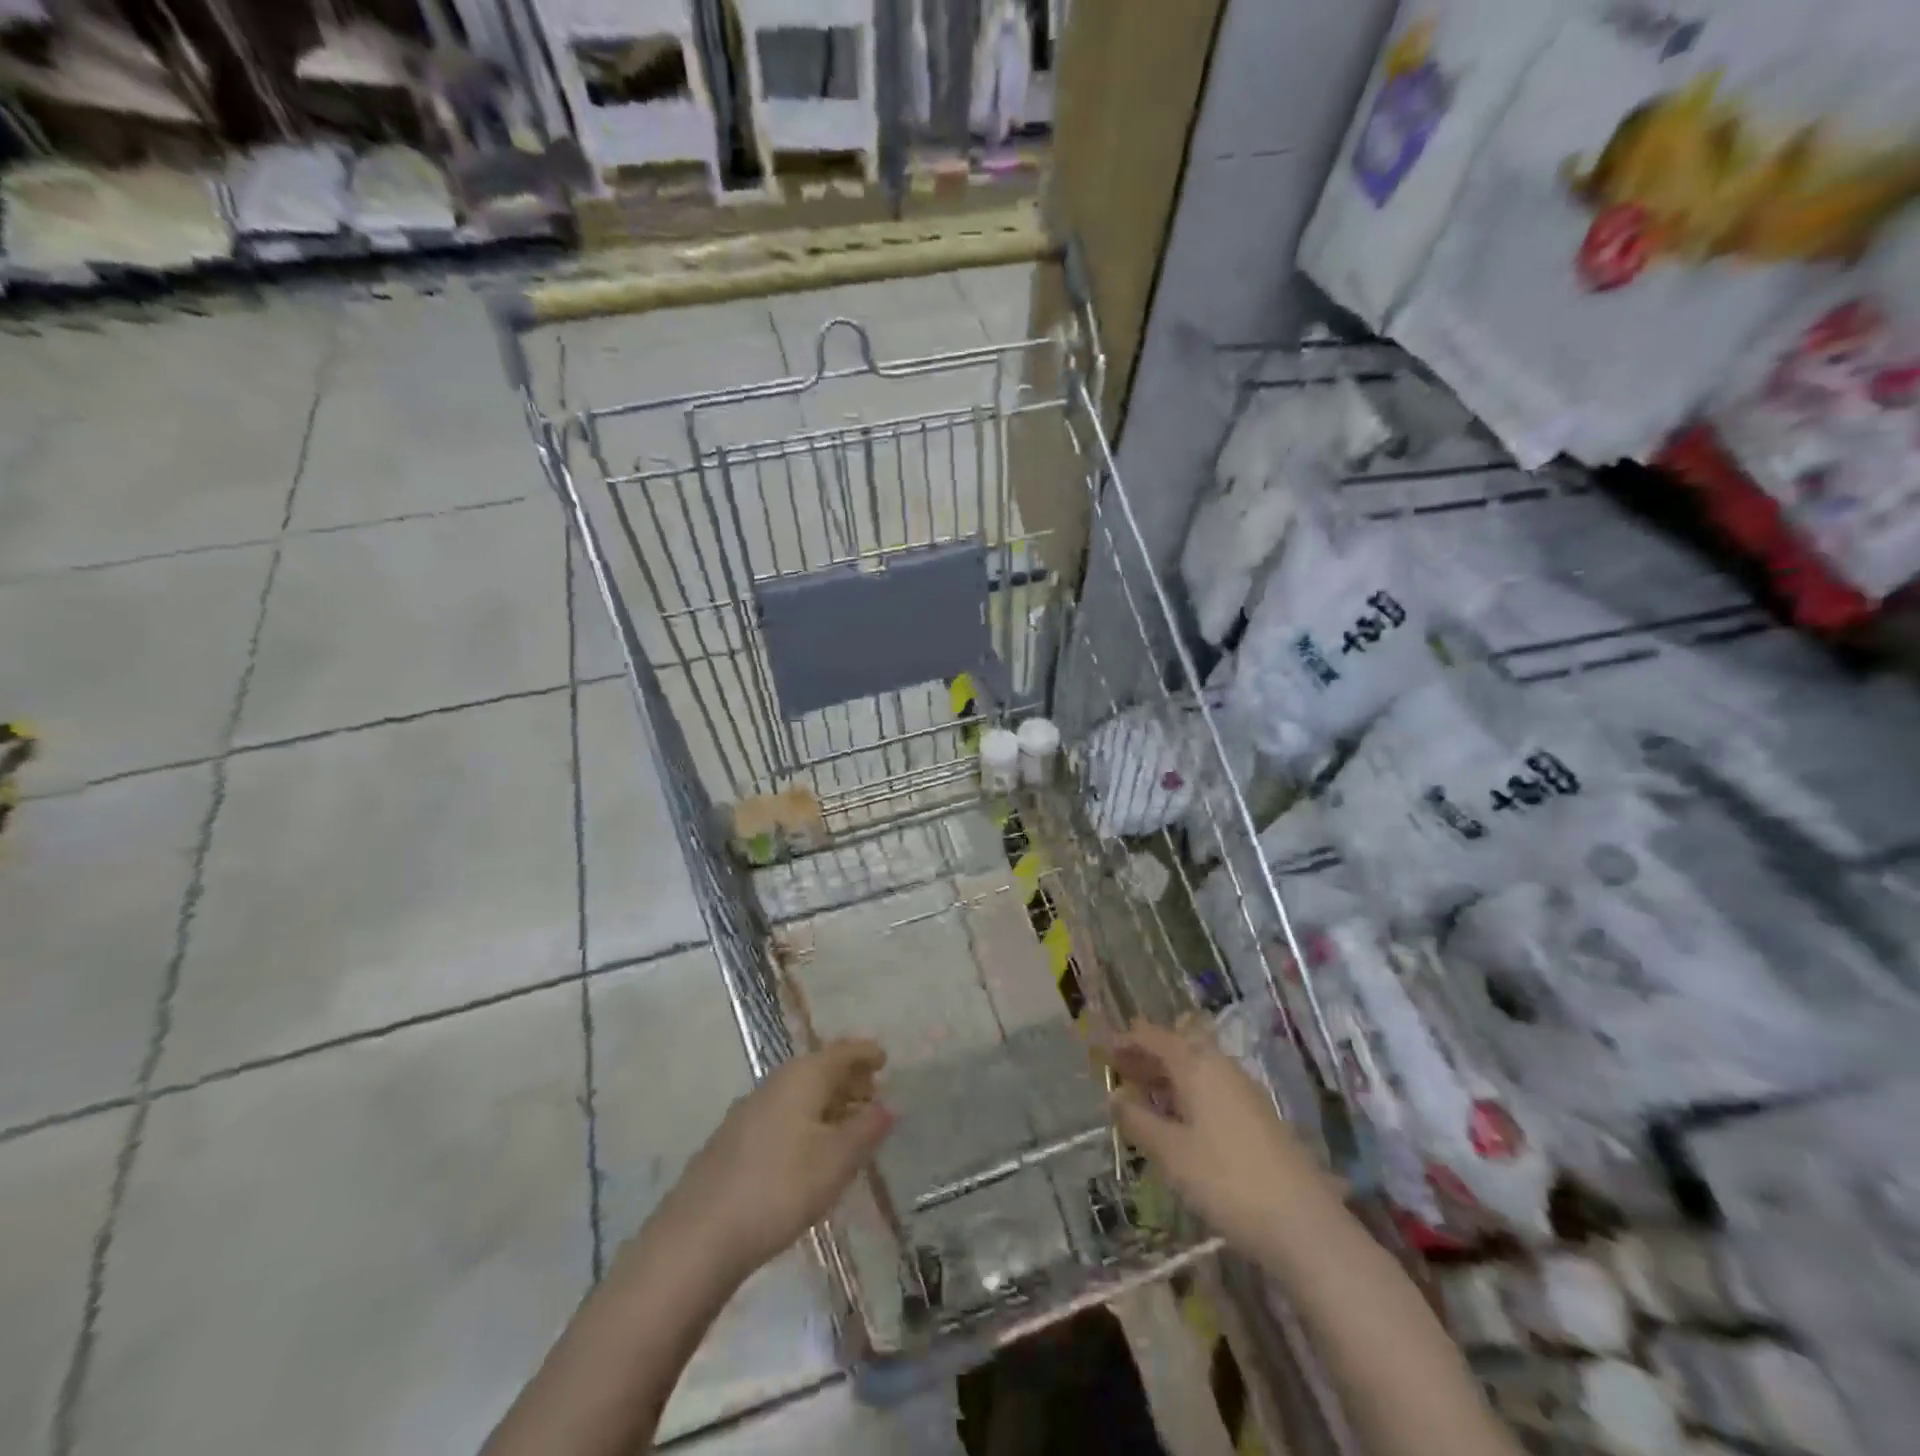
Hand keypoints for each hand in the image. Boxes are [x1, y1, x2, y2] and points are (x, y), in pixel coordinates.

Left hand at [662, 1039, 894, 1280]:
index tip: (885, 1059)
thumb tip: (888, 1106)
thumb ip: (866, 1130)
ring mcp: (750, 1111)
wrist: (699, 1235)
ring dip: (826, 1103)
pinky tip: (810, 1151)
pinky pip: (782, 1116)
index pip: (842, 1052)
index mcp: (802, 1076)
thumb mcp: (836, 1160)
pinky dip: (805, 1122)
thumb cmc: (780, 1187)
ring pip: (799, 1094)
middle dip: (847, 1078)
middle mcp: (775, 1082)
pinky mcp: (734, 1141)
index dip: (865, 1053)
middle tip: (873, 1094)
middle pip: (819, 1069)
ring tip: (848, 1125)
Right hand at [1103, 1022, 1334, 1255]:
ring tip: (1139, 1096)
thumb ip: (1138, 1120)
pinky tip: (1177, 1121)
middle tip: (1115, 1070)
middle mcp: (1220, 1066)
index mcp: (1196, 1064)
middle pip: (1175, 1048)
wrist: (1304, 1225)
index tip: (1099, 1047)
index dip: (1124, 1039)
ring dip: (1165, 1076)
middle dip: (1144, 1056)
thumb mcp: (1170, 1153)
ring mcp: (1242, 1090)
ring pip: (1194, 1068)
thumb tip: (1115, 1096)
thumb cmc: (1226, 1181)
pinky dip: (1186, 1093)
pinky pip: (1210, 1088)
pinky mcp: (1256, 1115)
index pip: (1152, 1036)